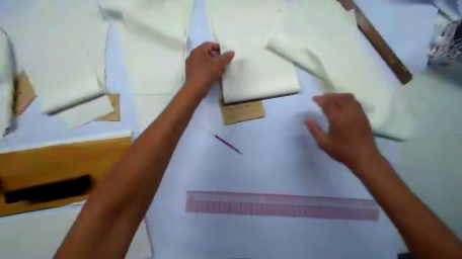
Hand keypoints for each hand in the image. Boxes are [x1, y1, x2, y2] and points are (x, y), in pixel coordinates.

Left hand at [185, 42, 234, 98]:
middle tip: (223, 62)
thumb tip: (232, 52)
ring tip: (219, 69)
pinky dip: (207, 68)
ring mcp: (190, 64)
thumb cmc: (207, 74)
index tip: (225, 54)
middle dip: (216, 56)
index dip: (219, 48)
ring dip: (211, 63)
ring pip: (203, 60)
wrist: (195, 89)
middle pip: (206, 52)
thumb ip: (226, 57)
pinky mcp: (190, 72)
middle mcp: (192, 55)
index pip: (210, 44)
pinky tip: (212, 74)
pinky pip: (200, 67)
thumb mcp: (219, 64)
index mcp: (198, 50)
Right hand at [306, 94, 382, 170]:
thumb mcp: (324, 143)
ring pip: (347, 97)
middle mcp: (349, 112)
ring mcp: (358, 113)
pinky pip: (354, 101)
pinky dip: (346, 98)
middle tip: (320, 98)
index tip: (313, 99)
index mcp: (338, 119)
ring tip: (330, 99)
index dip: (320, 99)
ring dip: (337, 95)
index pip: (328, 103)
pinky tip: (342, 104)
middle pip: (338, 97)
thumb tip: (306, 119)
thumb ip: (314, 130)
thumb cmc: (342, 151)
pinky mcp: (363, 116)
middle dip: (327, 96)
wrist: (364, 157)